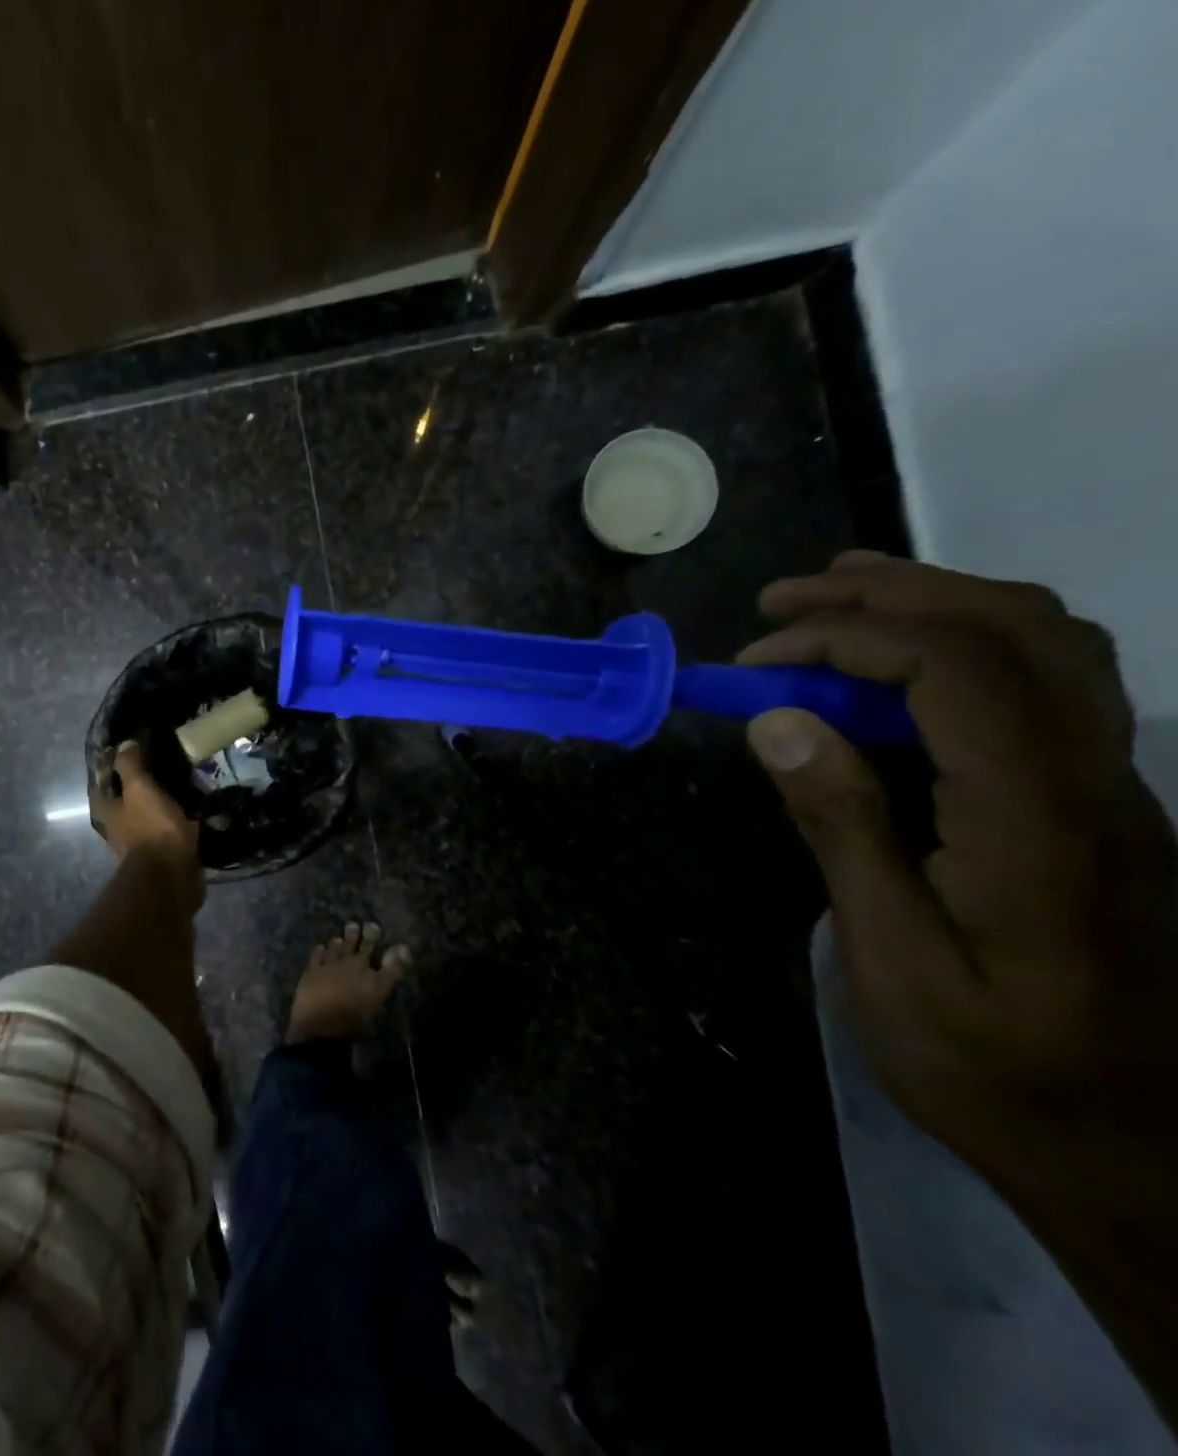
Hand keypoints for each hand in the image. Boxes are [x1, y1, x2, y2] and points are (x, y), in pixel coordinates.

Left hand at [90, 741, 202, 906]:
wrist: (171, 878)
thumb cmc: (151, 829)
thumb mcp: (140, 789)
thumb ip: (131, 766)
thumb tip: (125, 744)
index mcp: (107, 811)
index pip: (102, 781)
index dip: (112, 765)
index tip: (131, 748)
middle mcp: (118, 828)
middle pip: (125, 800)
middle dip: (140, 784)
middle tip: (162, 764)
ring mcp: (140, 844)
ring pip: (148, 815)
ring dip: (161, 803)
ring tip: (184, 784)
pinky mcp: (163, 856)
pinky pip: (169, 831)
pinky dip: (179, 821)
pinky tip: (196, 810)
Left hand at [286, 921, 408, 1043]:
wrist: (319, 1021)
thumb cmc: (353, 1013)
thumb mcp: (378, 993)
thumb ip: (392, 971)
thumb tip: (404, 947)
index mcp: (364, 968)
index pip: (371, 949)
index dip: (373, 937)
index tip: (373, 927)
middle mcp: (347, 962)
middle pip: (352, 945)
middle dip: (355, 935)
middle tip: (354, 924)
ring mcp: (327, 965)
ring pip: (334, 948)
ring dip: (338, 942)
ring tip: (338, 937)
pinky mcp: (311, 972)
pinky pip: (317, 957)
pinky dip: (320, 951)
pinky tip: (320, 947)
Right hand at [739, 551, 1177, 1174]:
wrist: (1145, 1156)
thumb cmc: (995, 1067)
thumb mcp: (893, 960)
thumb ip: (843, 829)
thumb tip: (778, 723)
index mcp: (1039, 820)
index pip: (958, 668)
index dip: (848, 638)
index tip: (757, 659)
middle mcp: (1096, 781)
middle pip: (1015, 630)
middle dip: (889, 593)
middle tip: (782, 601)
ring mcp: (1110, 789)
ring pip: (1046, 644)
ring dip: (933, 601)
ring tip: (834, 599)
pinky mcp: (1095, 805)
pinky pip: (1044, 683)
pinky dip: (960, 643)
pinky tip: (893, 666)